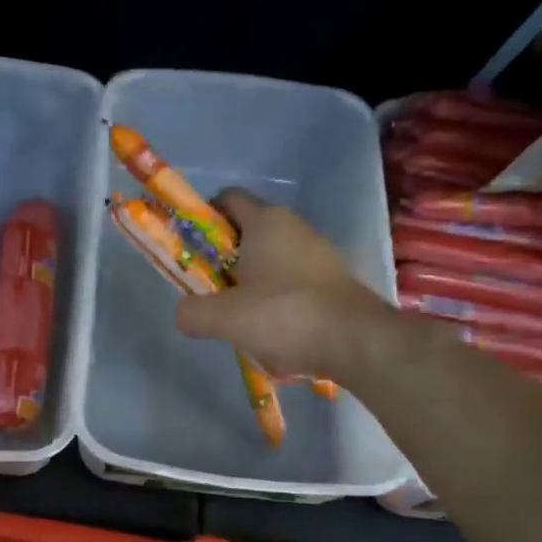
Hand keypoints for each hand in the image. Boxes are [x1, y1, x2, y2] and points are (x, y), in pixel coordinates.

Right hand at [174, 190, 389, 380]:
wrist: (358, 342)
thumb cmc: (284, 316)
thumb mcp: (224, 318)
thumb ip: (192, 312)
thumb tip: (183, 313)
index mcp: (265, 220)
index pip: (226, 199)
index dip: (202, 218)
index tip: (190, 249)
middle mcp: (293, 226)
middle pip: (245, 233)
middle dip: (223, 259)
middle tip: (209, 291)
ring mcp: (317, 252)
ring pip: (268, 260)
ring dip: (249, 283)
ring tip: (239, 318)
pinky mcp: (332, 279)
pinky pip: (291, 281)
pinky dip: (276, 299)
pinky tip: (271, 330)